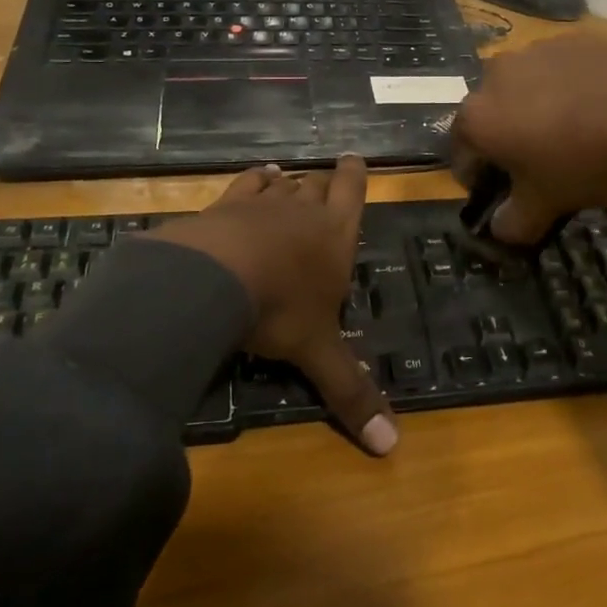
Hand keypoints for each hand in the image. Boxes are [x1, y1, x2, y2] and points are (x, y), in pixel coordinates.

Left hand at [147, 156, 396, 455]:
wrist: (214, 277)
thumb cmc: (280, 310)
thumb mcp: (317, 354)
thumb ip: (351, 393)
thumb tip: (392, 448)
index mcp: (335, 236)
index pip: (352, 193)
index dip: (355, 176)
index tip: (354, 159)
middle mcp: (303, 212)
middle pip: (318, 185)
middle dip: (324, 182)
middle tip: (326, 179)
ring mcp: (262, 204)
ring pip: (282, 182)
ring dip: (287, 182)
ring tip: (287, 178)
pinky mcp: (225, 205)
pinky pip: (244, 185)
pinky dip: (253, 180)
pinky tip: (254, 179)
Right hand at [452, 34, 606, 244]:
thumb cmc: (586, 164)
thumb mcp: (546, 206)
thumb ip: (512, 223)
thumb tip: (499, 228)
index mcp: (478, 117)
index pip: (461, 152)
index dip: (477, 176)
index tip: (500, 191)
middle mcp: (495, 76)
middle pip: (490, 113)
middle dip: (504, 136)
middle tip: (536, 160)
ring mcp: (534, 51)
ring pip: (523, 86)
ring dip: (532, 107)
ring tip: (569, 130)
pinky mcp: (572, 40)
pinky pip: (557, 69)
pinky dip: (565, 86)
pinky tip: (594, 106)